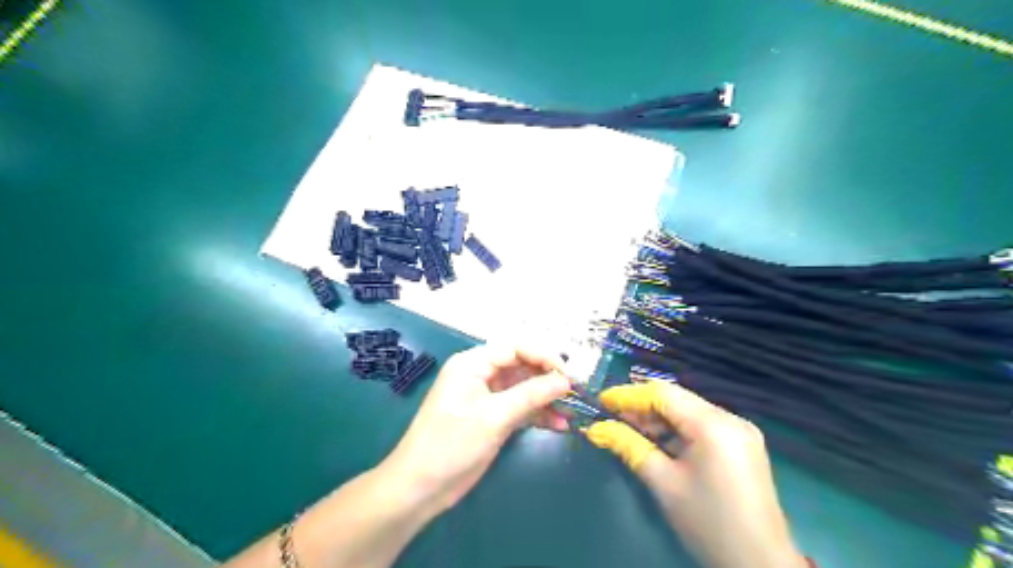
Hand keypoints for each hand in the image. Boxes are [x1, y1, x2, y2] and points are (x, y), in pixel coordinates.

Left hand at [379, 345, 571, 514]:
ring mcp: (486, 397)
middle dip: (548, 378)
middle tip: (576, 392)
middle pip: (521, 366)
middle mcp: (480, 374)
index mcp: (473, 363)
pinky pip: (519, 408)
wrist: (421, 487)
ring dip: (546, 399)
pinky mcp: (491, 417)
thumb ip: (531, 395)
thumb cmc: (452, 444)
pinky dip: (537, 415)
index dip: (544, 356)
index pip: (515, 347)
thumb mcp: (495, 416)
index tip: (569, 374)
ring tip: (572, 411)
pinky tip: (559, 425)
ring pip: (523, 388)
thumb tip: (565, 380)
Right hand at [587, 381, 807, 567]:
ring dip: (658, 419)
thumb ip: (629, 446)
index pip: (663, 393)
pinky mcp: (742, 445)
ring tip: (628, 430)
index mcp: (713, 424)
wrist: (760, 566)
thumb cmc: (707, 523)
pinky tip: (657, 441)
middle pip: (677, 400)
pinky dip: (677, 430)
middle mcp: (730, 418)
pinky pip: (702, 425)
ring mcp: (740, 431)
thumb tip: (596, 428)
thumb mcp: (663, 483)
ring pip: (688, 411)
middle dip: (642, 407)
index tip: (601, 401)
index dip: (629, 395)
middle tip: (611, 418)